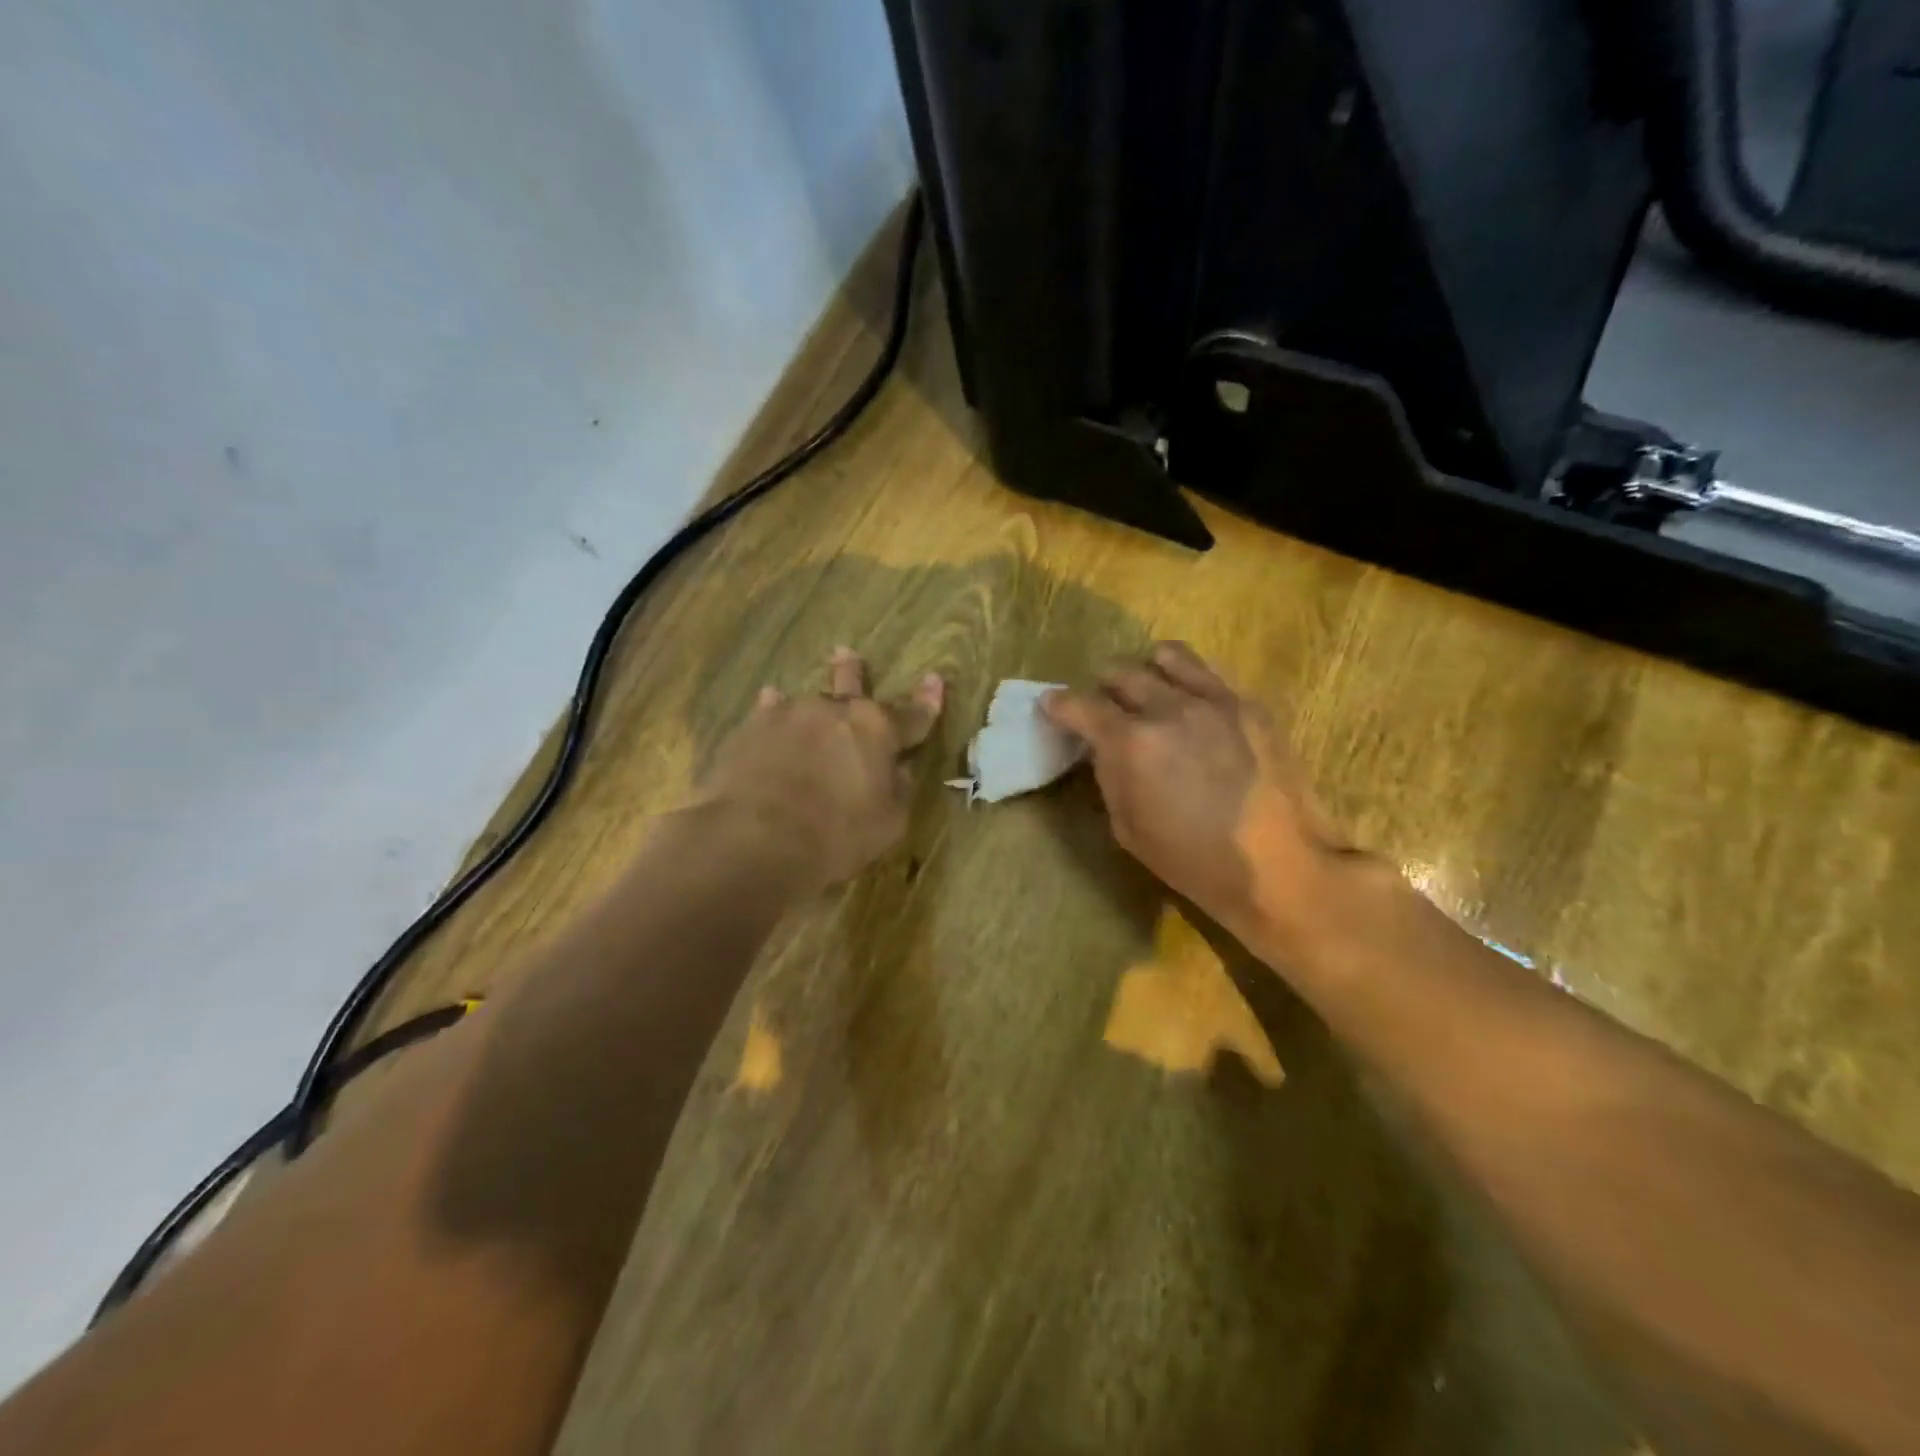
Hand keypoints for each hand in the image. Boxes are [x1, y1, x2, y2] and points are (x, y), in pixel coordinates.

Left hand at [700, 648, 944, 888]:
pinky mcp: (751, 729)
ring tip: (797, 690)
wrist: (755, 839)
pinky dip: (773, 710)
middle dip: (854, 673)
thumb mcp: (889, 823)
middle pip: (851, 688)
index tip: (935, 679)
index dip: (927, 701)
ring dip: (812, 702)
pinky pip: (769, 711)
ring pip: (808, 701)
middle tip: (848, 654)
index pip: (913, 715)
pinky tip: (768, 701)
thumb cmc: (836, 836)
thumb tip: (898, 770)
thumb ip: (897, 790)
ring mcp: (790, 715)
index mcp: (877, 730)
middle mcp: (835, 711)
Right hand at [1042, 643, 1353, 944]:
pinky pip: (1208, 673)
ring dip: (1146, 670)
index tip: (1051, 705)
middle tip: (1103, 706)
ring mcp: (1214, 700)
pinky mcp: (1249, 704)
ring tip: (1147, 689)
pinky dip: (1186, 679)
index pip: (1081, 706)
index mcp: (1131, 743)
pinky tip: (1189, 702)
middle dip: (1102, 687)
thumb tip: (1102, 748)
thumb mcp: (1128, 828)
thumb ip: (1109, 776)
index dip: (1059, 704)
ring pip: (1168, 658)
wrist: (1280, 867)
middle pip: (1121, 673)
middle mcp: (1169, 708)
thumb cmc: (1193, 860)